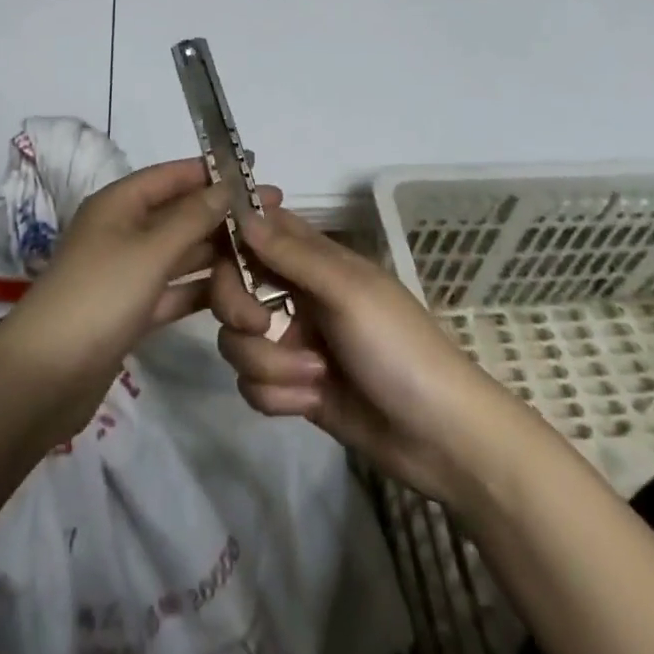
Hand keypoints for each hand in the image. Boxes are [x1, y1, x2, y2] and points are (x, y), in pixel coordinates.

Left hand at [0, 159, 280, 428]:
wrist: (47, 375)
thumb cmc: (100, 295)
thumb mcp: (150, 250)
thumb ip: (192, 217)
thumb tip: (226, 186)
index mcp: (119, 204)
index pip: (172, 175)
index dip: (211, 171)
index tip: (254, 169)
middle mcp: (123, 230)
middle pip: (179, 213)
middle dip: (222, 213)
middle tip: (273, 215)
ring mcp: (127, 272)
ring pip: (180, 253)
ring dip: (217, 253)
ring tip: (266, 253)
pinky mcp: (132, 309)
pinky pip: (175, 289)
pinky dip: (202, 289)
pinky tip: (240, 292)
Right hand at [210, 202, 515, 506]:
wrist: (439, 438)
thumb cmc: (398, 348)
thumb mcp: (348, 292)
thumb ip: (292, 254)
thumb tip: (243, 215)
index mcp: (313, 261)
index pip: (256, 231)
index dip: (232, 238)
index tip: (214, 254)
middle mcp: (296, 295)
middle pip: (232, 287)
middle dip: (238, 310)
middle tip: (264, 325)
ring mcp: (292, 343)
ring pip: (237, 340)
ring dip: (268, 364)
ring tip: (314, 378)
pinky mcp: (291, 388)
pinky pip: (252, 385)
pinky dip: (278, 396)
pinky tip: (312, 402)